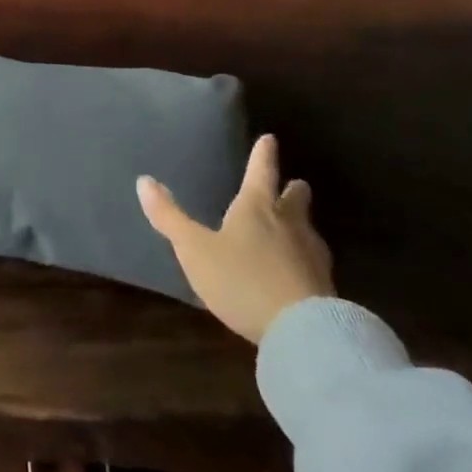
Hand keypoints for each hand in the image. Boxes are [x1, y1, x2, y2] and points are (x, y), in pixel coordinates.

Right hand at [138, 134, 334, 343]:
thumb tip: (144, 180)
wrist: (303, 333)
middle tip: (294, 184)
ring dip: (302, 225)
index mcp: (256, 208)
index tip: (270, 138)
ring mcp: (312, 257)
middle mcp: (289, 225)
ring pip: (309, 231)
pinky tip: (301, 270)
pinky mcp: (327, 290)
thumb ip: (169, 217)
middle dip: (293, 190)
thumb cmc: (242, 279)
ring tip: (296, 226)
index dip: (263, 154)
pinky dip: (307, 260)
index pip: (260, 171)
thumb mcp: (194, 249)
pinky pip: (315, 264)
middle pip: (295, 200)